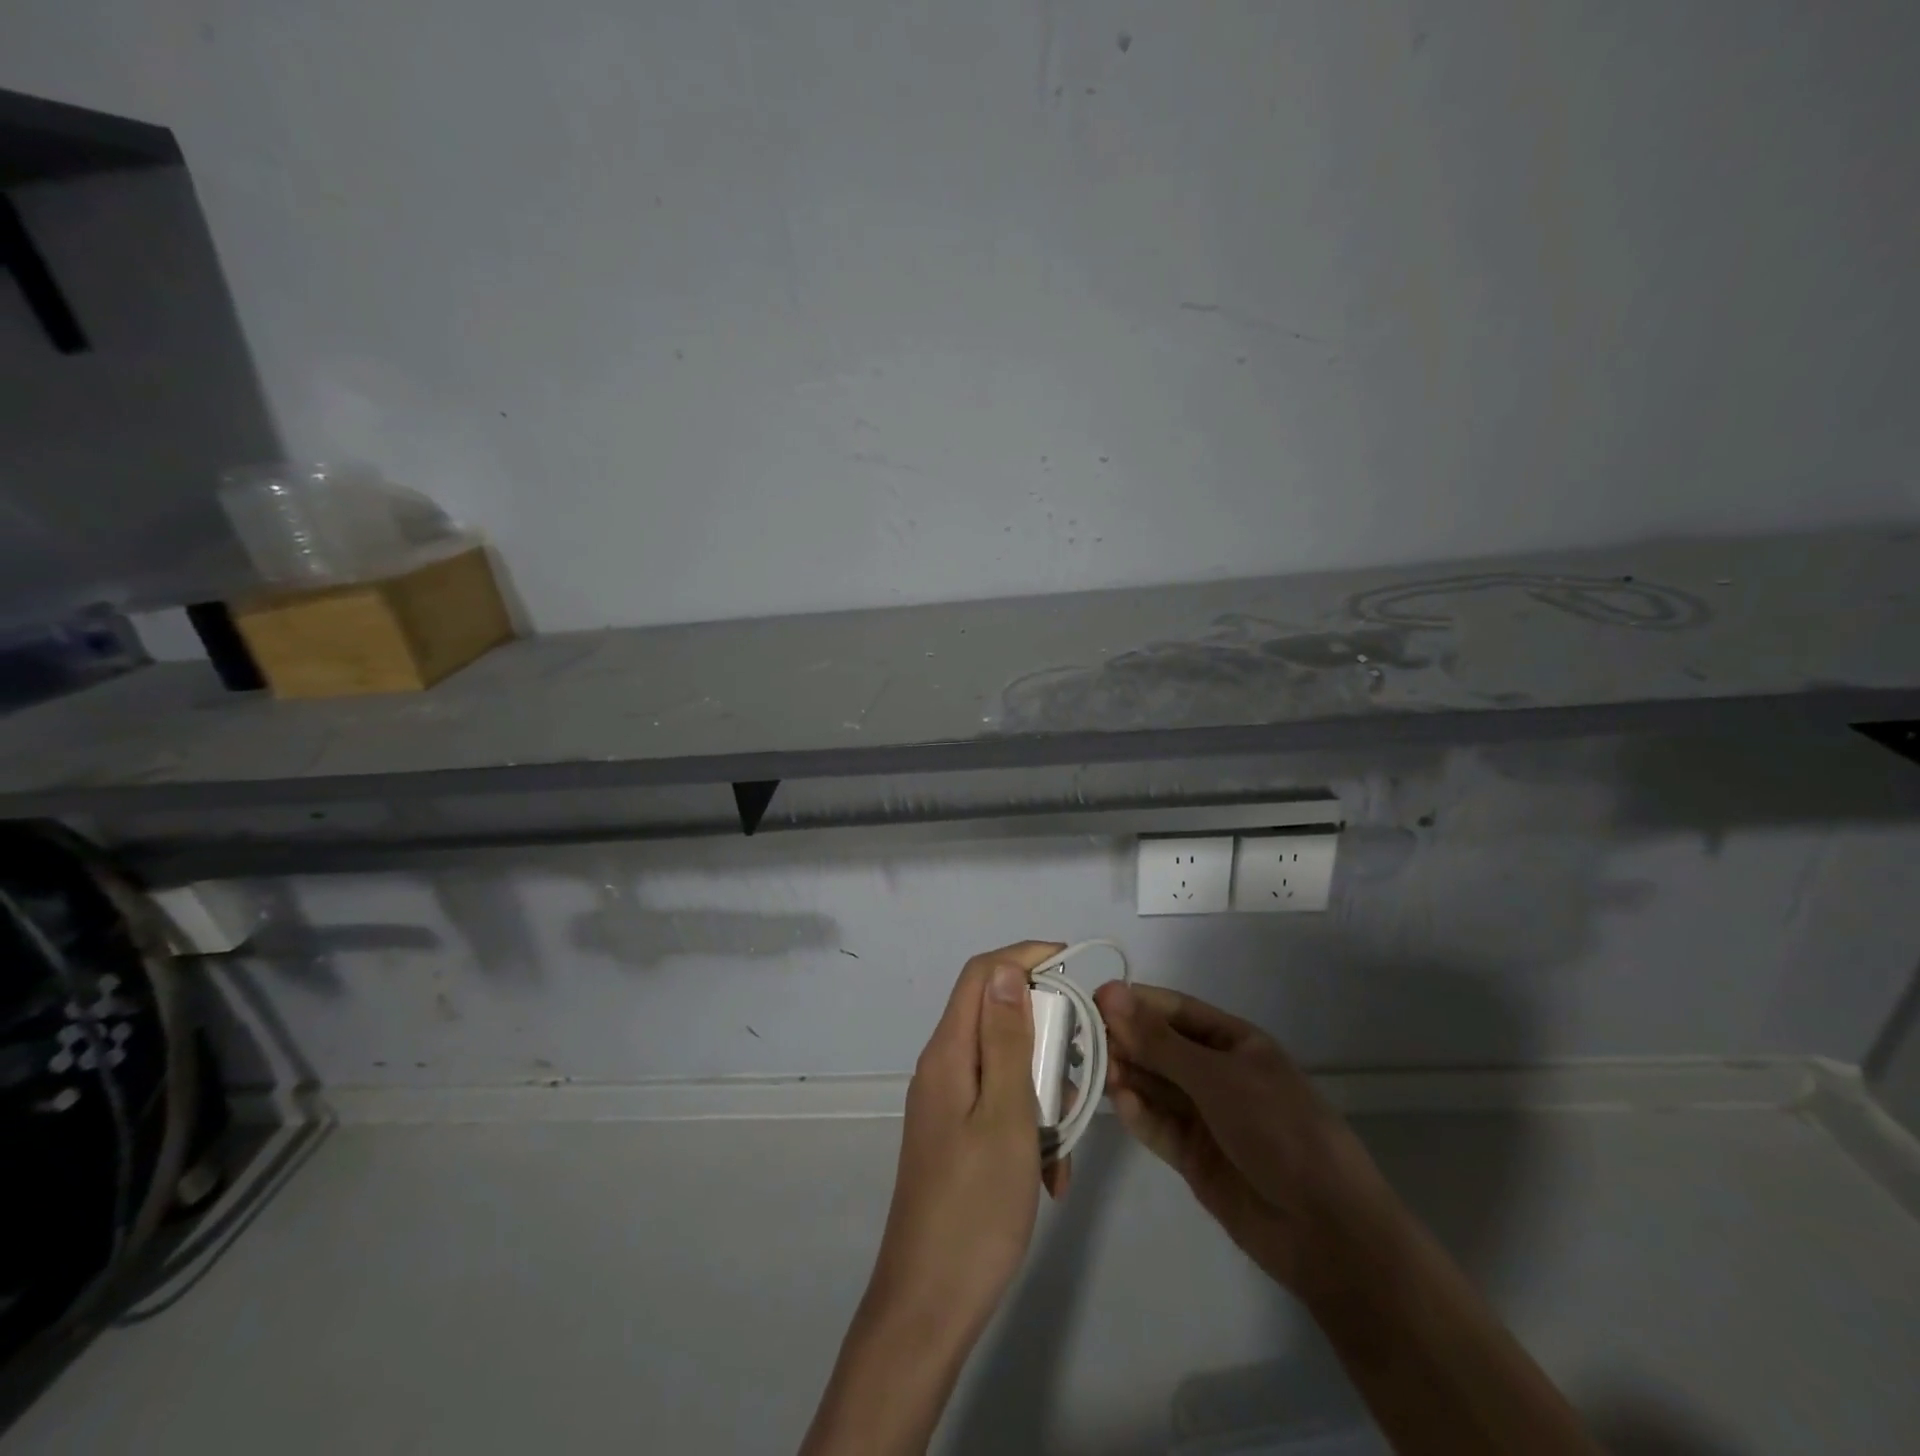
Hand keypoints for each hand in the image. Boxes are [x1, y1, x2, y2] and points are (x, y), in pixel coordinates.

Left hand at [801, 942, 1065, 1455]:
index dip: (1024, 957)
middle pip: (999, 1020)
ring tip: (1065, 1141)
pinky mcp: (957, 1136)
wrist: (929, 1306)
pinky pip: (1001, 1107)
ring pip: (1008, 1067)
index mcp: (949, 1053)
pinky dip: (1031, 1127)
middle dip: (1046, 1040)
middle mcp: (944, 1068)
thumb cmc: (975, 1208)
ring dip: (1044, 1093)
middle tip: (1079, 1079)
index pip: (982, 975)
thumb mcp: (1006, 1116)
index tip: (1072, 965)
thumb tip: (1005, 969)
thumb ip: (1008, 1040)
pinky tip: (1050, 1174)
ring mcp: (948, 1104)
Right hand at [1092, 980, 1395, 1296]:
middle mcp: (1216, 1074)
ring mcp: (1205, 1117)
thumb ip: (1159, 1042)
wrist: (1327, 1229)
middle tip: (1085, 1039)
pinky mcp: (1193, 1157)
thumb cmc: (1278, 1129)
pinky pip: (1159, 1126)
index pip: (1175, 1011)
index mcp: (1234, 1042)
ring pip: (1155, 1086)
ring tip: (1098, 1072)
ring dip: (1127, 1076)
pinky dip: (1139, 1115)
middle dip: (1126, 1041)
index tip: (1094, 1000)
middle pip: (1160, 1048)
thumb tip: (1109, 993)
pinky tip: (1121, 1104)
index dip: (1136, 1003)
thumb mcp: (1217, 1077)